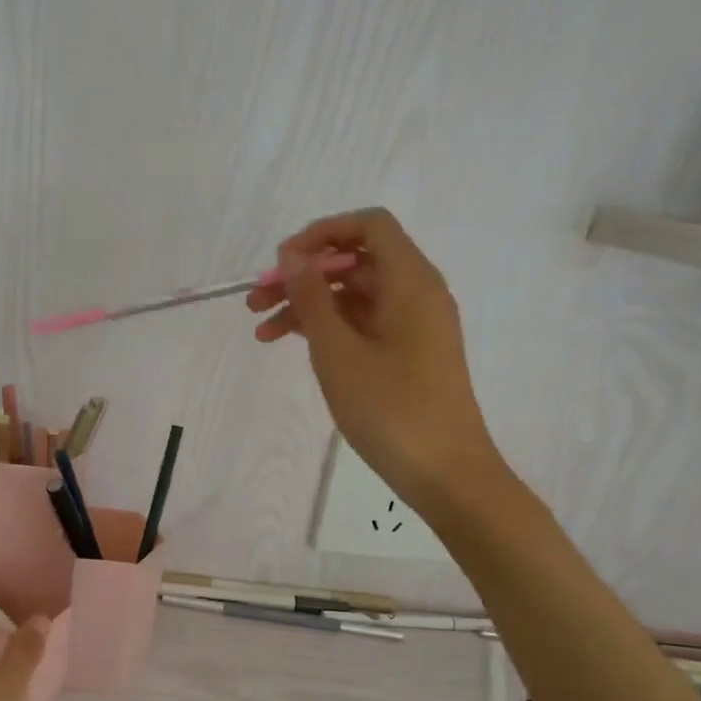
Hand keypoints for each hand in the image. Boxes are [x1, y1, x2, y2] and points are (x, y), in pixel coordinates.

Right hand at [247, 208, 503, 507]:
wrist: (445, 473)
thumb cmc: (391, 409)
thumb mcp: (338, 352)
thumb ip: (312, 299)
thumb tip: (292, 257)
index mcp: (411, 282)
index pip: (369, 226)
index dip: (322, 233)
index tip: (281, 261)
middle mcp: (416, 294)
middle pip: (354, 262)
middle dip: (302, 275)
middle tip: (255, 301)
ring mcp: (412, 325)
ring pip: (352, 296)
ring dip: (306, 306)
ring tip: (260, 332)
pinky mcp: (405, 353)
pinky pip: (361, 324)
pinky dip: (326, 330)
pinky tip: (290, 346)